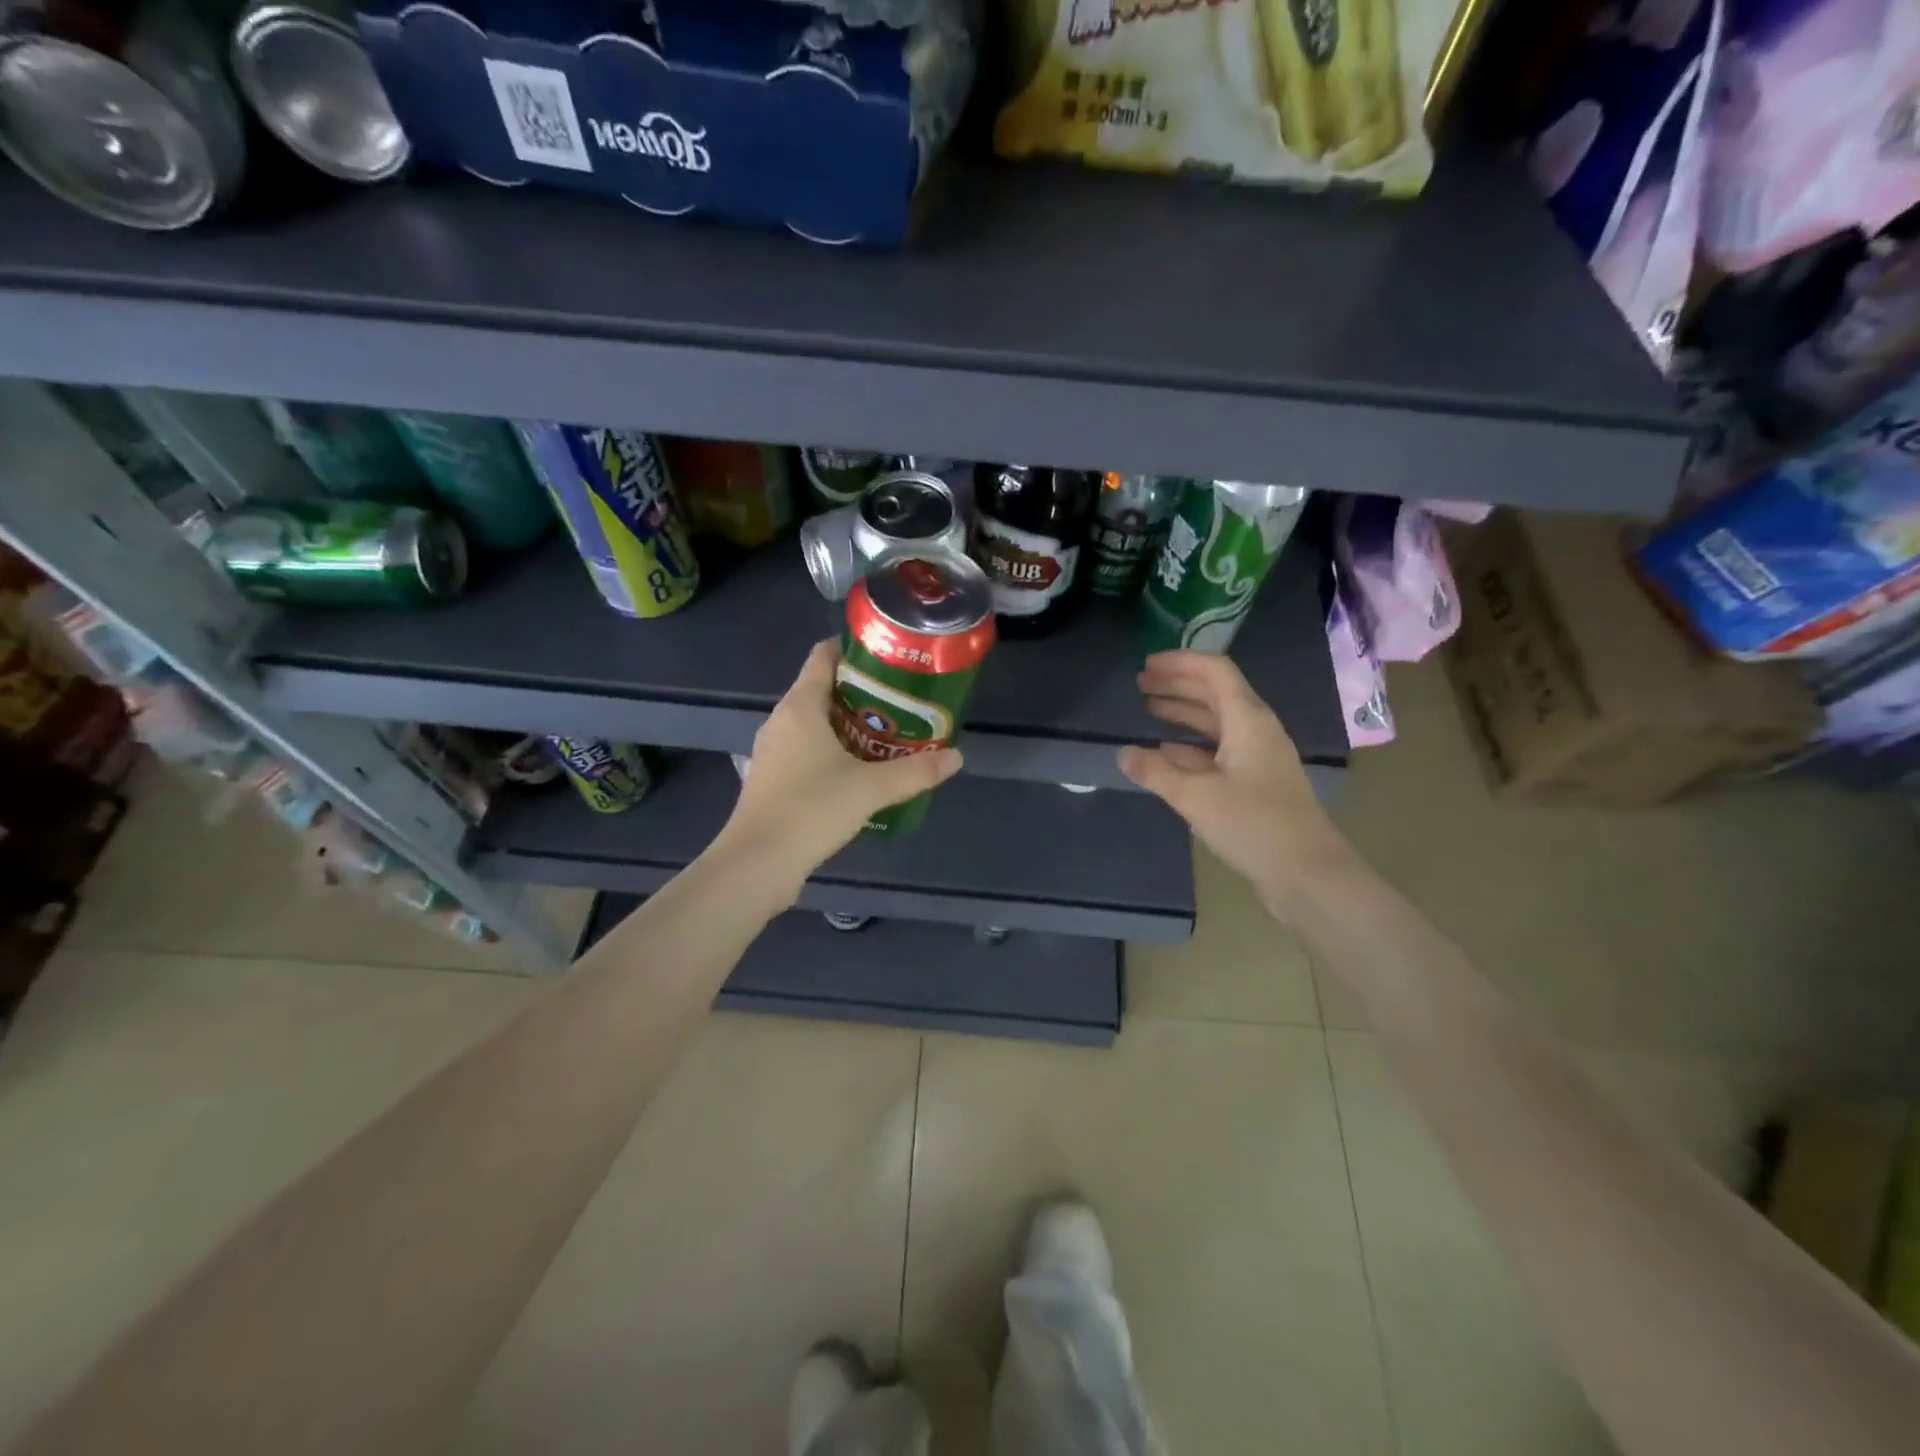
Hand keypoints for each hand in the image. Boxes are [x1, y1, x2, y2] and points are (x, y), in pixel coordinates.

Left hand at [712, 639, 962, 899]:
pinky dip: (833, 752)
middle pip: (822, 691)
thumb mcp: (871, 789)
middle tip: (902, 701)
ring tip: (889, 735)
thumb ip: (916, 771)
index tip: (887, 657)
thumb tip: (956, 757)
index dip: (853, 650)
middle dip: (861, 693)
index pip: (822, 657)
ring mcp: (773, 752)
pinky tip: (859, 772)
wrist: (757, 864)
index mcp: (800, 707)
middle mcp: (781, 722)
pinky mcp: (772, 780)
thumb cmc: (811, 809)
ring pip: (814, 725)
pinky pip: (807, 751)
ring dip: (848, 726)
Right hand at [1119, 650, 1361, 922]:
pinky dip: (1191, 746)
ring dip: (1183, 713)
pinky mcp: (1255, 784)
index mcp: (1248, 720)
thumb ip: (1156, 772)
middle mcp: (1256, 731)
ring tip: (1148, 709)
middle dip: (1178, 685)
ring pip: (1216, 723)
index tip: (1146, 664)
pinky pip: (1218, 751)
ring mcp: (1257, 758)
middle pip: (1215, 694)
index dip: (1180, 663)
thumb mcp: (1196, 797)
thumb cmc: (1253, 825)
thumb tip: (1123, 754)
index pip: (1215, 672)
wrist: (1307, 874)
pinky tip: (1166, 753)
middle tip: (1140, 684)